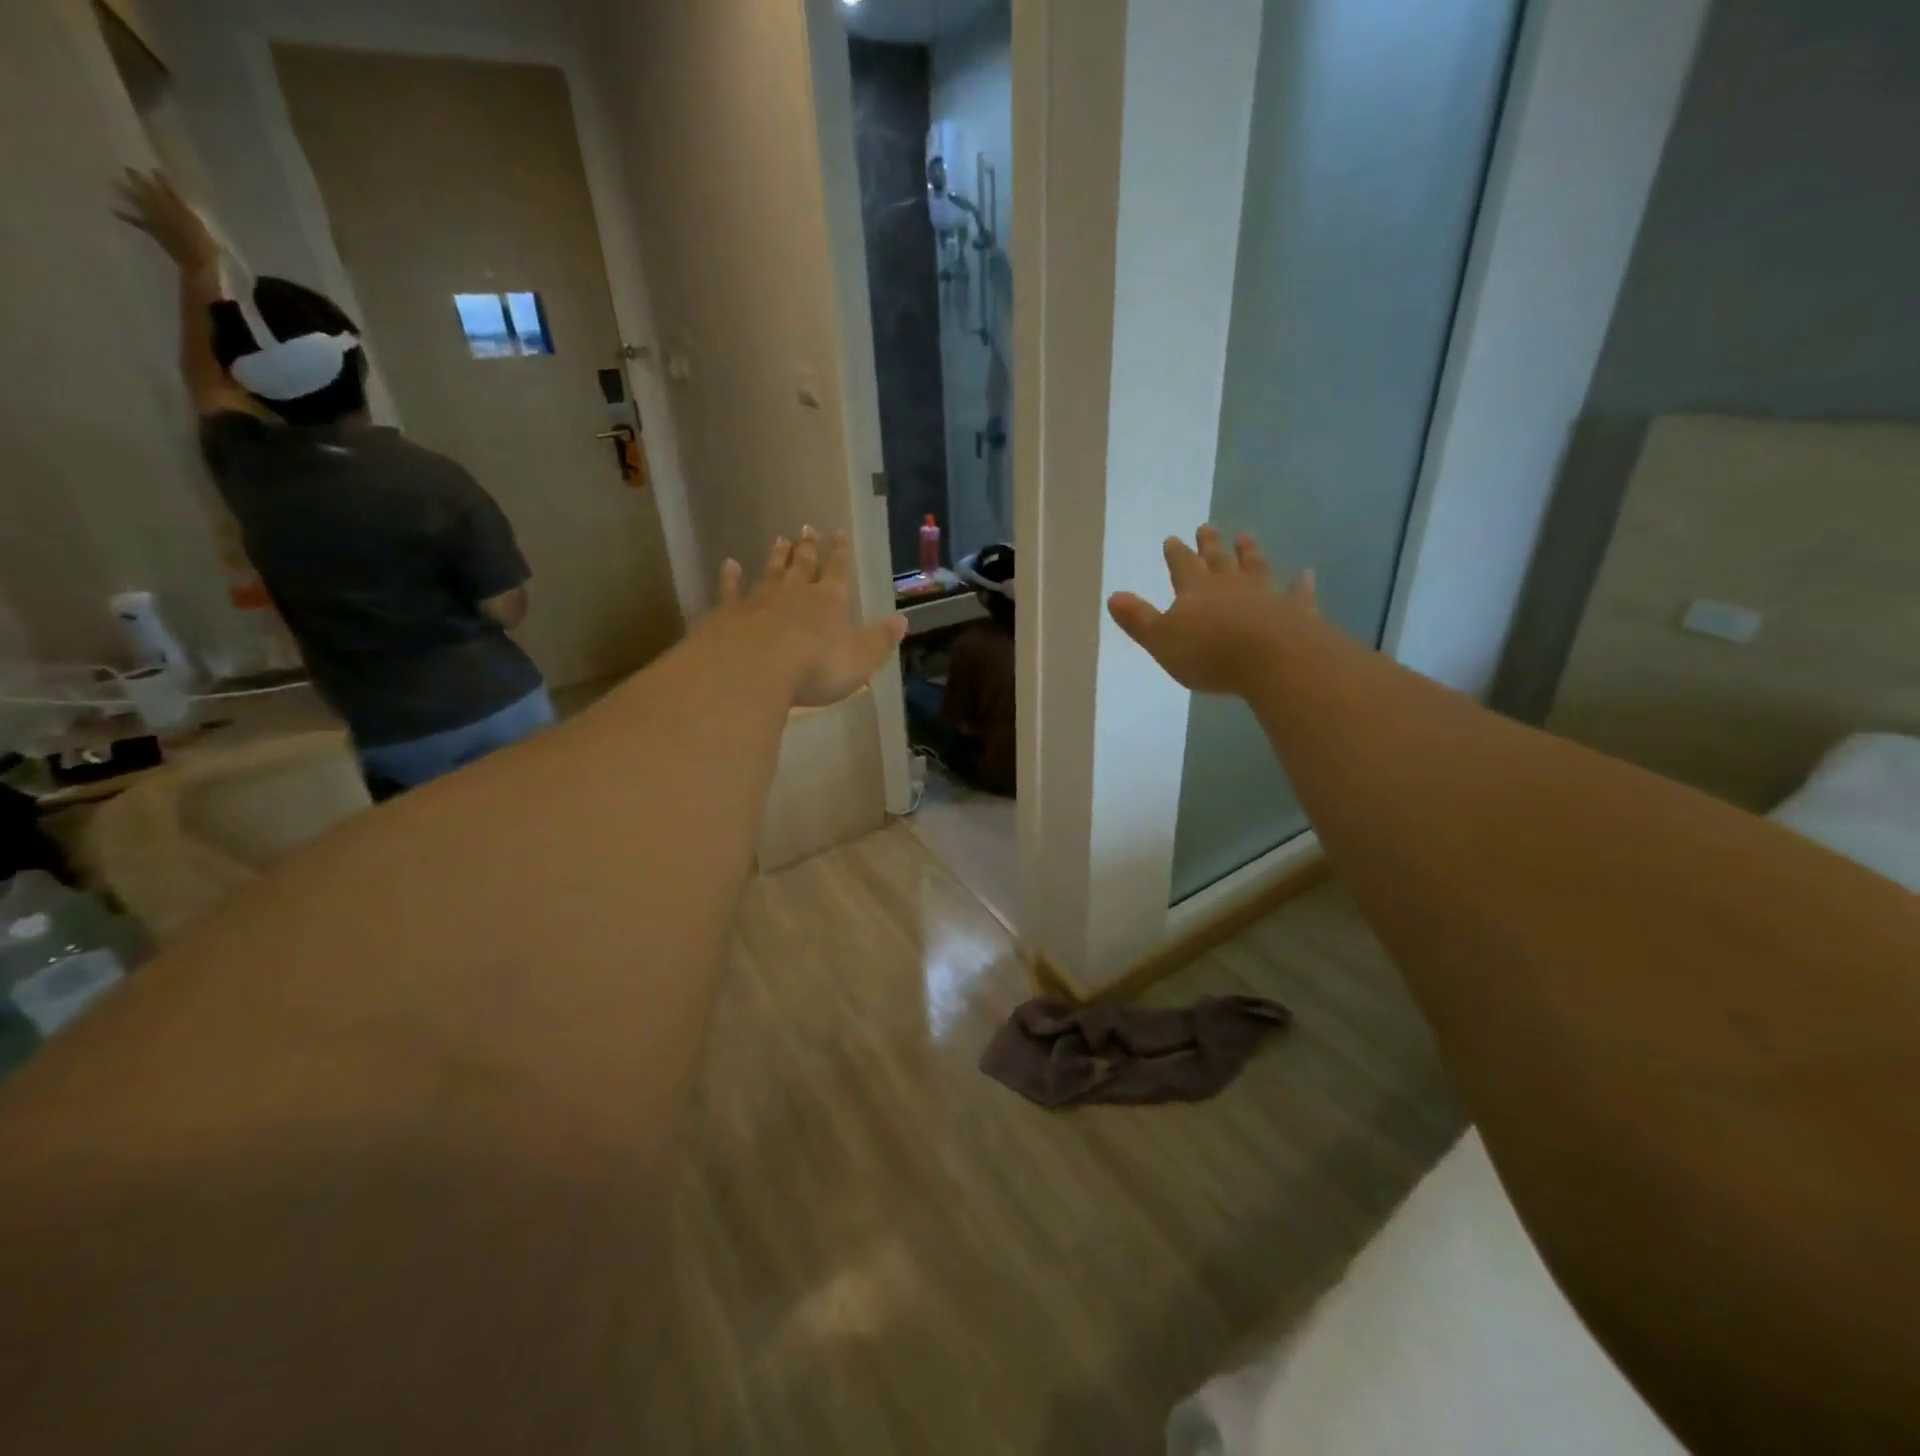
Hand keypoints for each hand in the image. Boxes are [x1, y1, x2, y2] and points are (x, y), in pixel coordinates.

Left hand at [113, 168, 220, 275]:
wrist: (197, 265)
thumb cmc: (207, 249)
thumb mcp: (204, 229)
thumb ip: (191, 216)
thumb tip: (181, 203)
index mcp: (179, 210)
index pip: (169, 192)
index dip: (161, 180)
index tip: (154, 170)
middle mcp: (163, 211)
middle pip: (149, 193)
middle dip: (139, 181)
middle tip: (127, 169)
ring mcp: (155, 220)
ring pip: (138, 202)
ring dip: (126, 192)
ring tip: (114, 182)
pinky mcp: (151, 230)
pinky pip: (135, 221)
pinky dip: (124, 216)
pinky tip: (112, 209)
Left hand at [717, 527, 907, 707]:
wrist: (755, 667)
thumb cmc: (816, 665)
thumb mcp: (861, 658)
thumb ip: (880, 639)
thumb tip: (902, 620)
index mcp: (829, 601)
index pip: (838, 572)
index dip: (840, 554)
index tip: (839, 533)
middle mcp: (795, 592)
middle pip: (802, 565)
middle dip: (807, 547)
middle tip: (807, 528)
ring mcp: (759, 599)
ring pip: (770, 571)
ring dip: (776, 556)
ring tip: (779, 539)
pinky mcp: (729, 612)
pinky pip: (731, 589)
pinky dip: (730, 576)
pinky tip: (729, 565)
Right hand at [1108, 525, 1316, 696]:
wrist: (1271, 659)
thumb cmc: (1209, 653)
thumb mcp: (1161, 640)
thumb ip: (1138, 619)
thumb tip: (1113, 596)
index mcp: (1195, 590)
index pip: (1182, 565)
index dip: (1176, 553)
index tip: (1173, 539)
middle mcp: (1230, 585)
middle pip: (1218, 559)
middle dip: (1210, 544)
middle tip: (1206, 527)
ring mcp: (1265, 595)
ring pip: (1255, 567)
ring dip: (1249, 552)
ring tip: (1246, 536)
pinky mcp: (1295, 612)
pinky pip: (1298, 594)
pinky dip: (1301, 584)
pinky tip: (1306, 574)